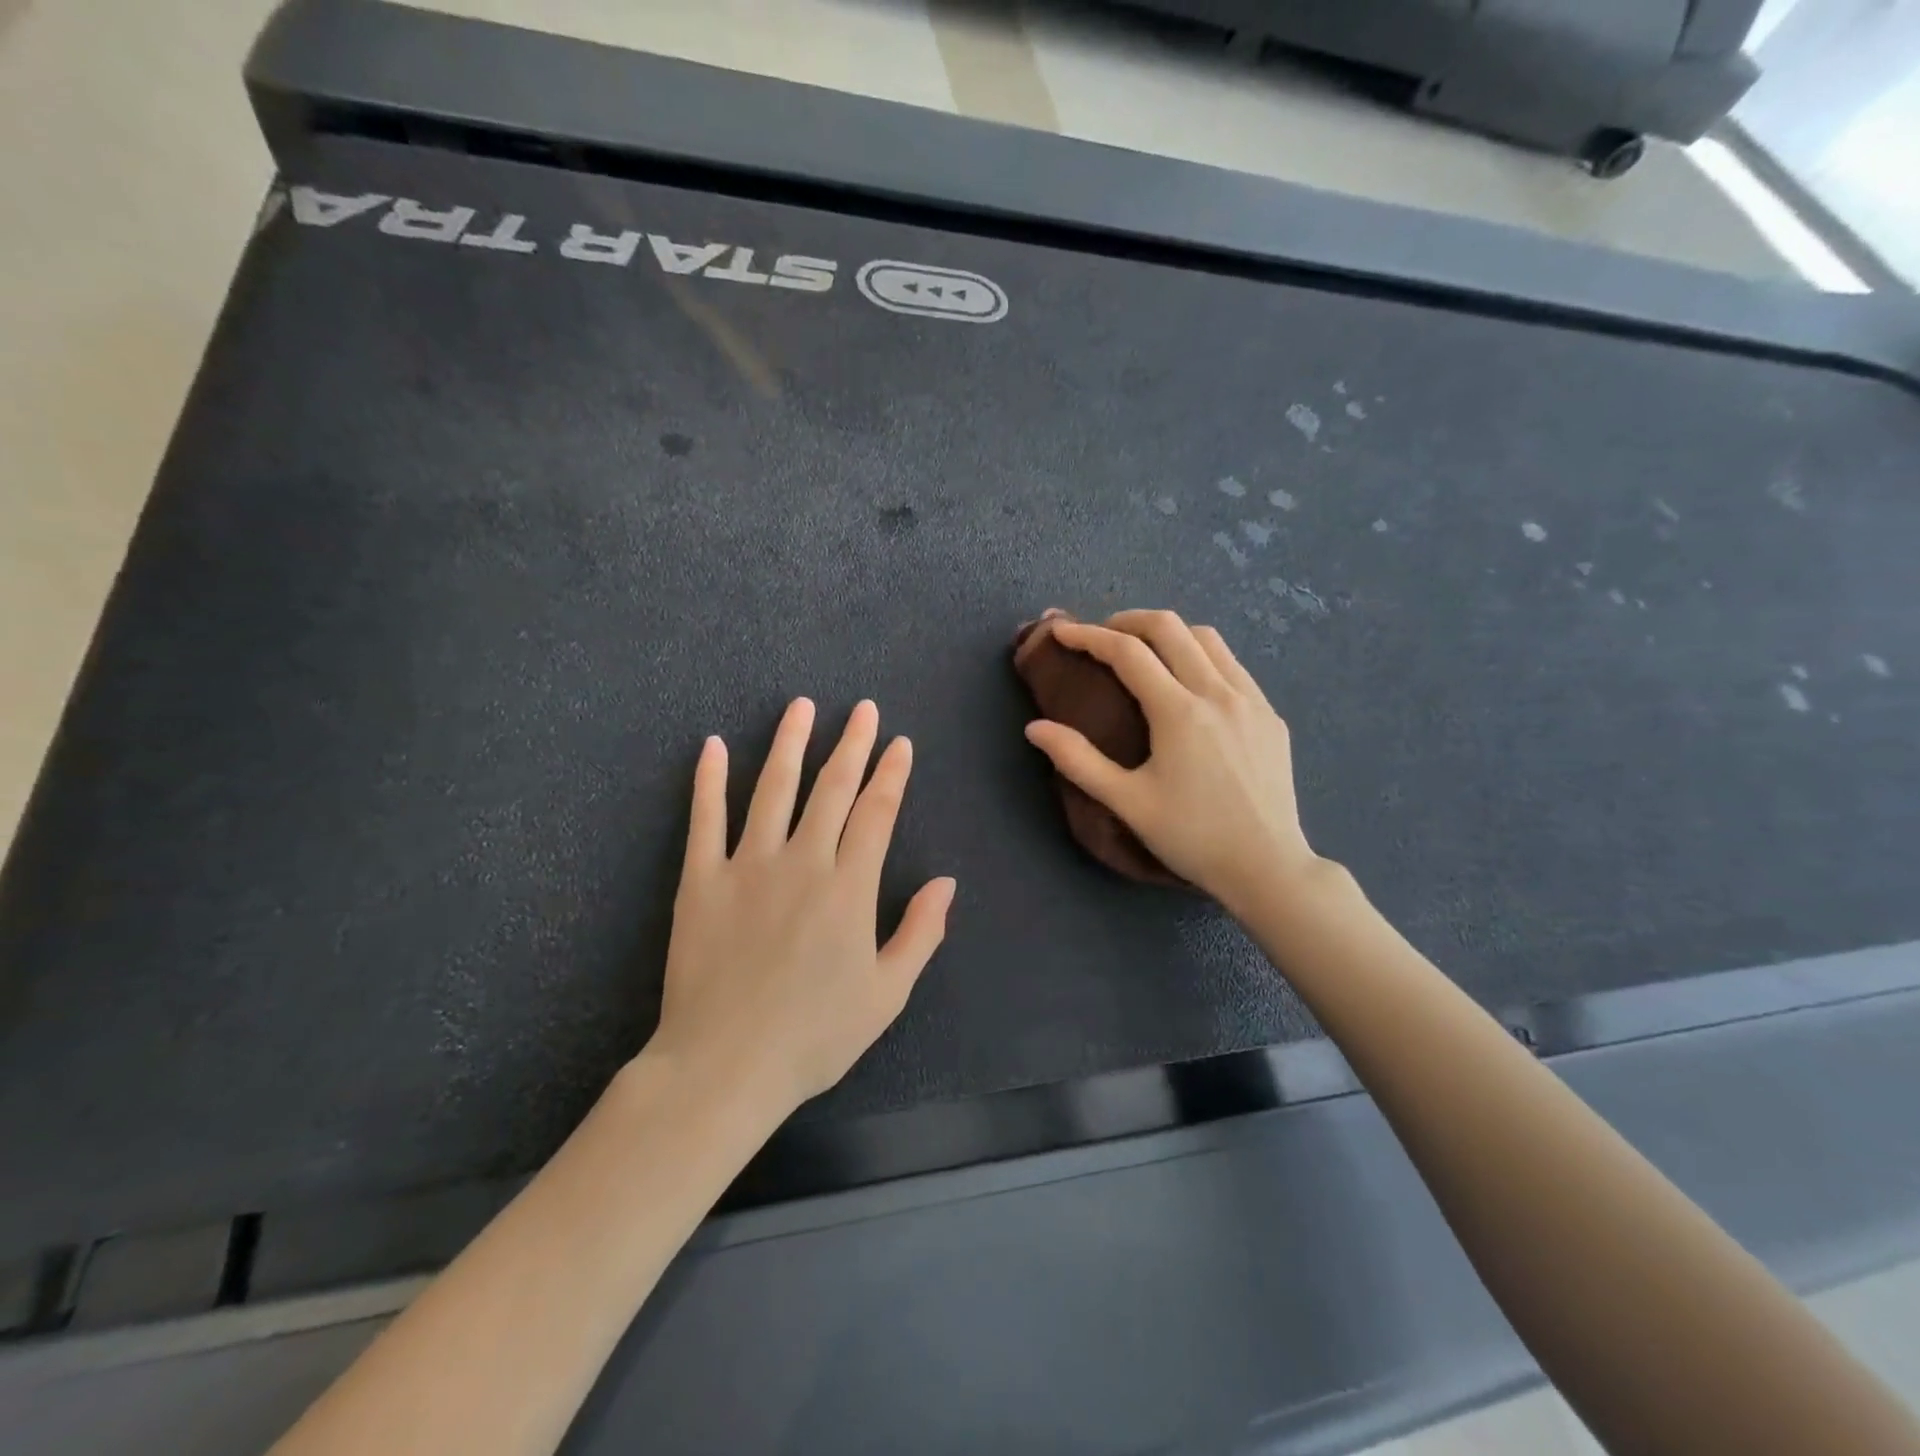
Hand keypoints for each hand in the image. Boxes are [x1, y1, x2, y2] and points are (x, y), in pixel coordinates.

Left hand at [649, 698, 955, 1116]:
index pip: (876, 812)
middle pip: (832, 788)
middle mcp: (802, 861)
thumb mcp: (887, 995)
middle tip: (862, 708)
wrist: (725, 1065)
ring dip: (789, 743)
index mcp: (849, 887)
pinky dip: (708, 780)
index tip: (899, 744)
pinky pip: (705, 819)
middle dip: (851, 744)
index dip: (891, 774)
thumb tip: (947, 881)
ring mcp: (747, 865)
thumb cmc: (814, 1036)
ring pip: (772, 788)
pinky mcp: (700, 879)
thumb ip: (920, 932)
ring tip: (800, 706)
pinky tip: (712, 745)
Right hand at [1023, 610, 1320, 913]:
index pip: (1127, 652)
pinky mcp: (1271, 715)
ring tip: (1144, 650)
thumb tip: (1035, 728)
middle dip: (1128, 620)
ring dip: (1168, 632)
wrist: (1267, 867)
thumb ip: (1078, 761)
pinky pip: (1232, 664)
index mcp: (1179, 712)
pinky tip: (1189, 681)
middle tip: (1101, 635)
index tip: (1063, 632)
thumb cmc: (1191, 837)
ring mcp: (1251, 700)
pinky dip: (1201, 654)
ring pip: (1207, 638)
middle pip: (1170, 627)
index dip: (1089, 636)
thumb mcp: (1127, 802)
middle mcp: (1218, 692)